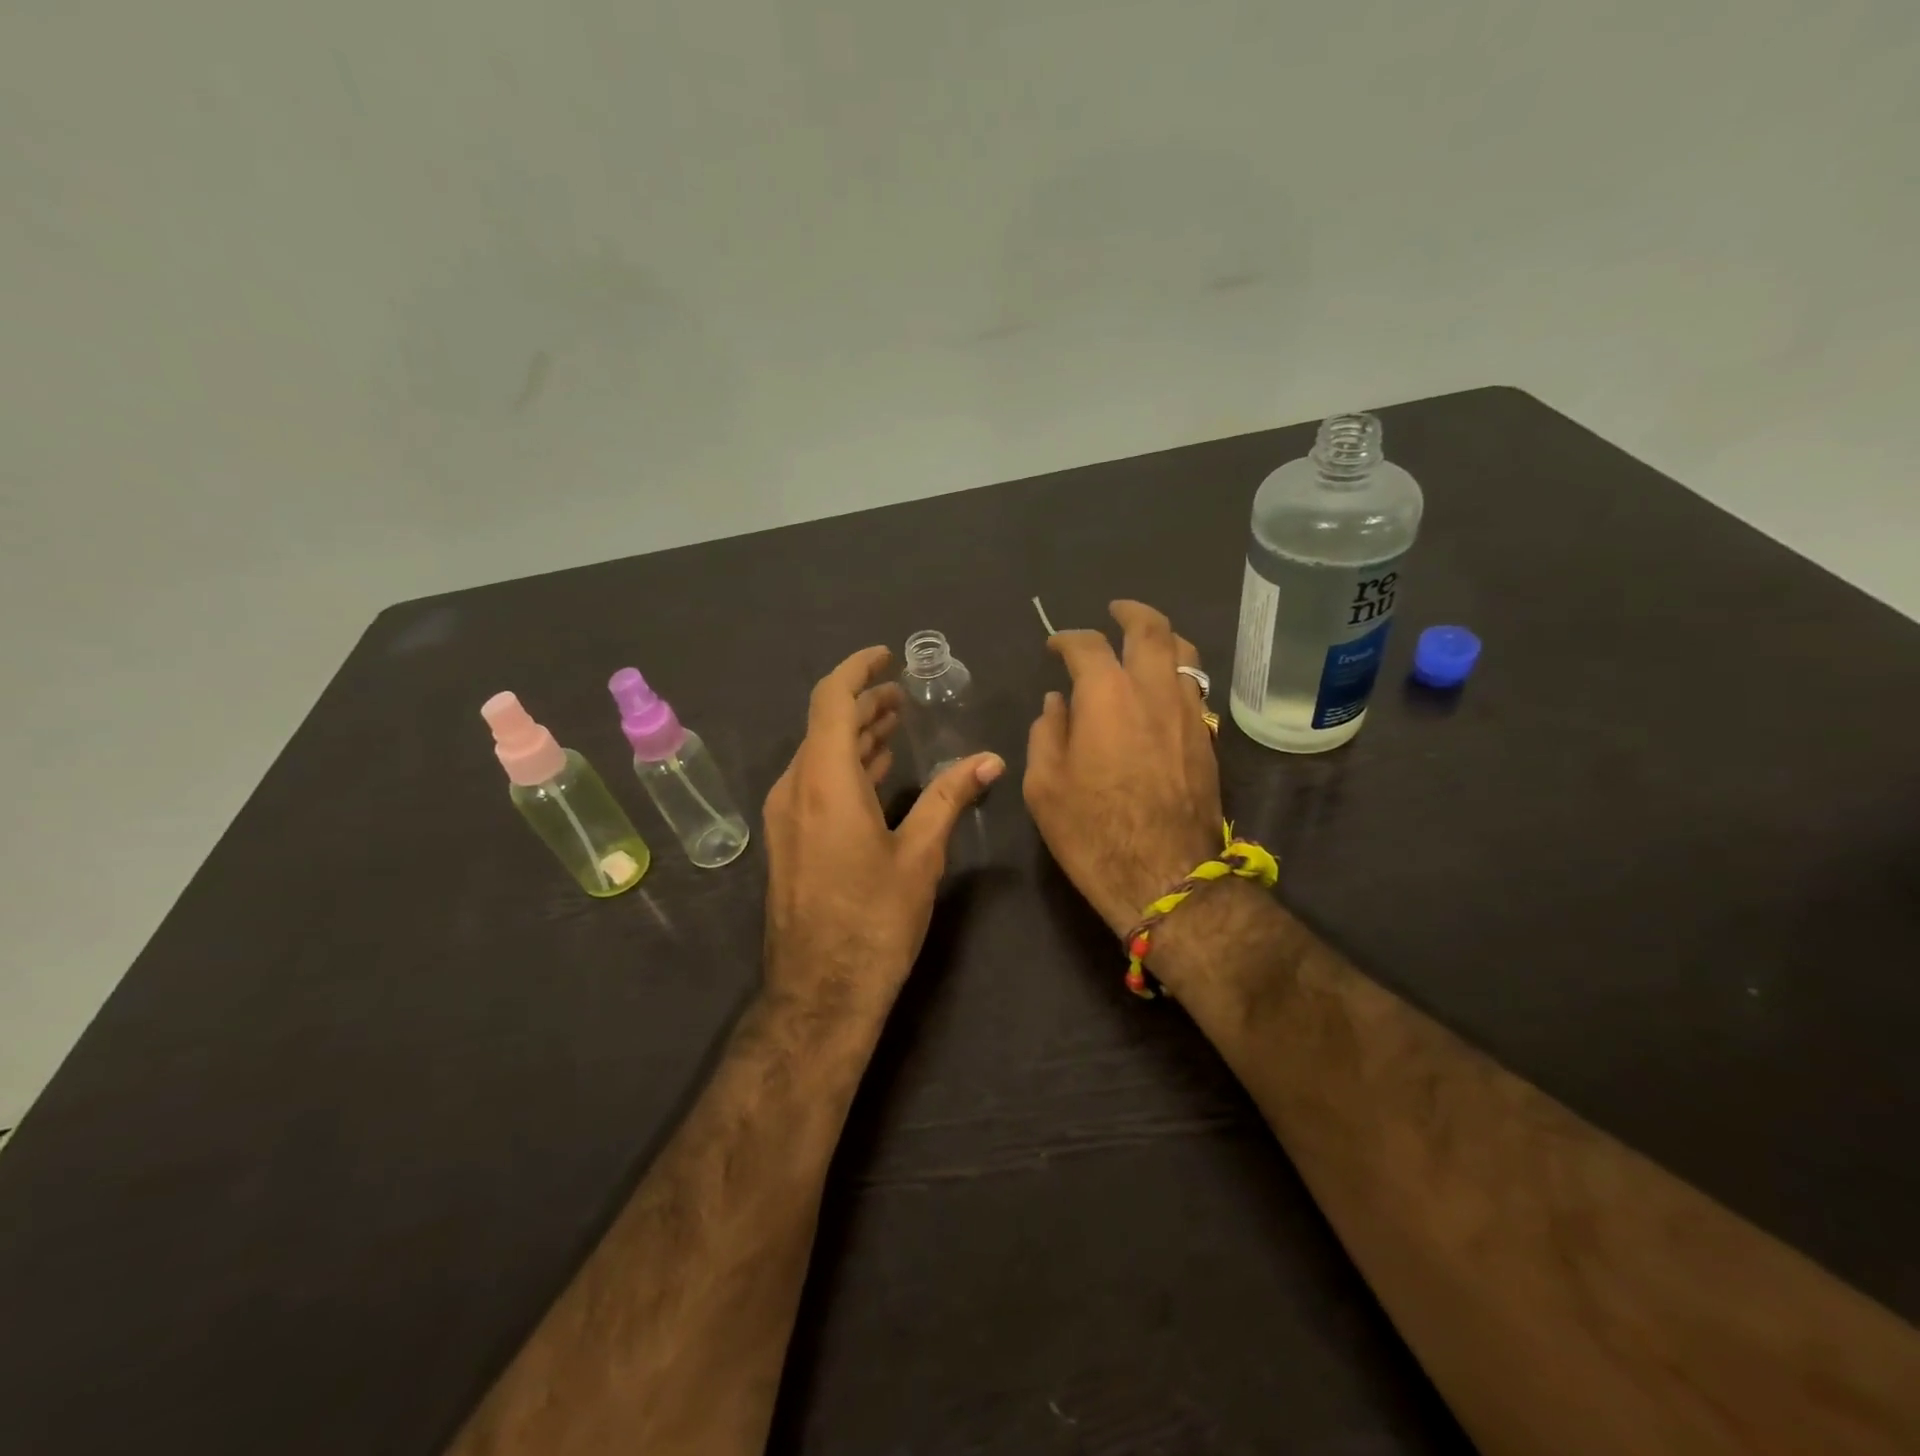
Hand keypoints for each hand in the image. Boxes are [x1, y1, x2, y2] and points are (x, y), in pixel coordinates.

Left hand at [763, 646, 1003, 1014]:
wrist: (820, 993)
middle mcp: (795, 789)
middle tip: (903, 695)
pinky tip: (875, 773)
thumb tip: (990, 759)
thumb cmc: (874, 921)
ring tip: (895, 724)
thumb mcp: (920, 855)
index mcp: (824, 782)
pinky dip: (846, 767)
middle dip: (863, 703)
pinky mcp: (788, 840)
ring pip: (818, 755)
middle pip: (825, 725)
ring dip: (855, 736)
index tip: (887, 655)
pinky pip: (814, 783)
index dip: (858, 670)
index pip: (832, 700)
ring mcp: (786, 816)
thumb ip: (950, 797)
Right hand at [1024, 601, 1222, 939]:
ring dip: (1163, 638)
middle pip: (1151, 629)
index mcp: (1106, 694)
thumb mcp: (1044, 785)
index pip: (1087, 645)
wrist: (1165, 875)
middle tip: (1115, 610)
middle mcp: (1154, 689)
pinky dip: (1177, 674)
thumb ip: (1047, 733)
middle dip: (1131, 612)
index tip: (1055, 646)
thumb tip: (1057, 705)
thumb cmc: (1092, 830)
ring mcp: (1189, 712)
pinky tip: (1163, 690)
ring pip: (1185, 653)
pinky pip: (1195, 688)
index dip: (1067, 639)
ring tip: (1146, 642)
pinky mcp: (1208, 738)